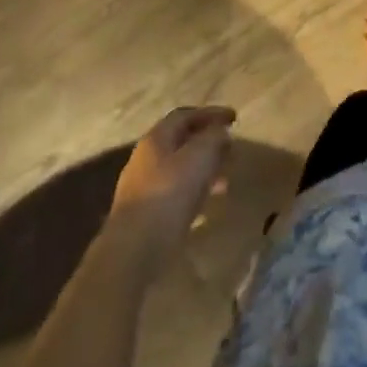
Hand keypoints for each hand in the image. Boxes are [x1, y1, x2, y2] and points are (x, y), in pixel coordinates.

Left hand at [107, 106, 235, 267]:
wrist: (132, 253)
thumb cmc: (168, 196)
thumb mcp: (199, 157)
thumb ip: (214, 138)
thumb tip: (220, 132)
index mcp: (156, 138)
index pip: (186, 115)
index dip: (211, 113)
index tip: (234, 118)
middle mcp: (146, 158)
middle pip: (181, 141)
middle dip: (208, 142)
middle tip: (231, 149)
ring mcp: (143, 187)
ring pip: (180, 168)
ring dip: (204, 168)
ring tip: (225, 179)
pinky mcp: (145, 215)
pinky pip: (176, 192)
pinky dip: (195, 190)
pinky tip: (207, 203)